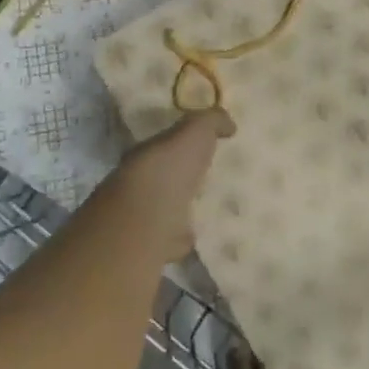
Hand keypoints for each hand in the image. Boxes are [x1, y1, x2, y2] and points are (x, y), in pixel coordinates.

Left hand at [102, 108, 234, 260]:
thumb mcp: (195, 132)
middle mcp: (139, 184)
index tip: (204, 147)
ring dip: (180, 209)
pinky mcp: (152, 247)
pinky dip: (181, 239)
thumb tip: (229, 124)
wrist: (146, 220)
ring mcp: (143, 217)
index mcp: (147, 155)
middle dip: (181, 178)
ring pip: (164, 209)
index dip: (182, 145)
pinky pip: (170, 240)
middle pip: (163, 178)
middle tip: (207, 178)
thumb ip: (211, 122)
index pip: (164, 146)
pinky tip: (197, 238)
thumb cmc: (169, 168)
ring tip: (206, 209)